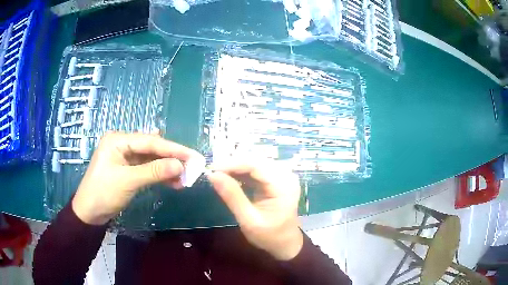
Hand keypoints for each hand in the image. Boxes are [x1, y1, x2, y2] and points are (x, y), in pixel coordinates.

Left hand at [72, 132, 200, 224]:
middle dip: (172, 158)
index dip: (173, 149)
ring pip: (151, 159)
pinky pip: (147, 169)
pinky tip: (173, 181)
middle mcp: (122, 144)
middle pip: (152, 149)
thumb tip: (181, 165)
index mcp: (118, 140)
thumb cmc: (103, 193)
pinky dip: (160, 175)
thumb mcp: (128, 181)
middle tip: (193, 166)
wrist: (89, 213)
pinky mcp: (128, 170)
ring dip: (167, 168)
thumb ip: (154, 171)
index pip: (150, 141)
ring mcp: (125, 157)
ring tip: (185, 178)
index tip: (193, 155)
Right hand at [208, 162, 303, 260]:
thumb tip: (213, 175)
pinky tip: (230, 178)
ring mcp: (282, 176)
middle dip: (233, 164)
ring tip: (218, 175)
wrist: (285, 244)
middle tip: (212, 173)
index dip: (232, 164)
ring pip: (255, 163)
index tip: (211, 169)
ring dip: (236, 167)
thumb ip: (232, 196)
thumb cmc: (269, 236)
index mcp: (283, 186)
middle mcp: (286, 175)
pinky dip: (242, 173)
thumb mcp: (248, 220)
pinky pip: (257, 170)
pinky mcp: (276, 179)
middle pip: (256, 161)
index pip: (256, 165)